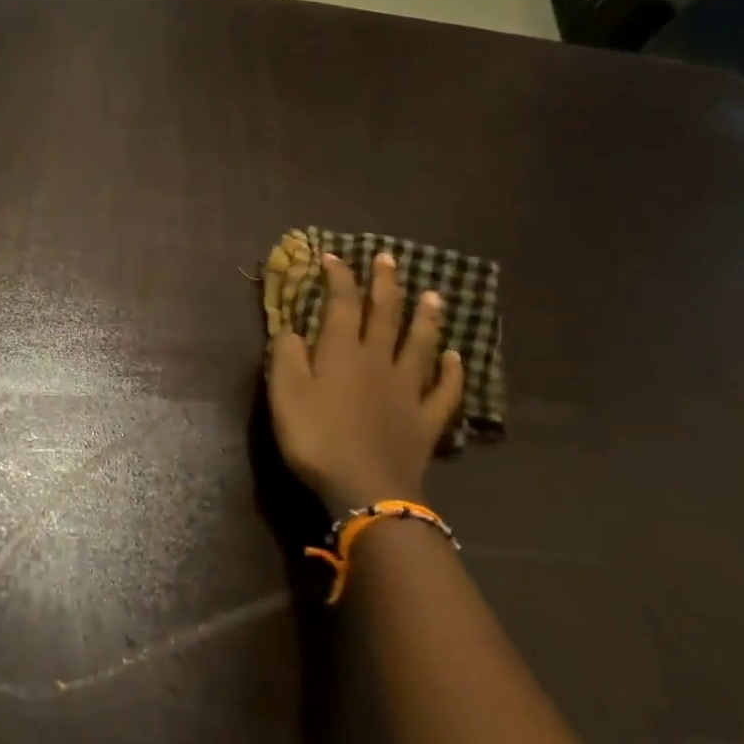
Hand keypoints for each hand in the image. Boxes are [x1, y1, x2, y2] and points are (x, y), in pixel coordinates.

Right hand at [266, 251, 463, 516]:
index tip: (333, 257)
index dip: (338, 278)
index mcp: (341, 353)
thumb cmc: (316, 438)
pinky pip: (444, 390)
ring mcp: (407, 390)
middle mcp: (378, 362)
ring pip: (420, 345)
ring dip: (425, 318)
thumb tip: (292, 330)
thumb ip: (286, 357)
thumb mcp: (284, 395)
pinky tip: (458, 358)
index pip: (341, 305)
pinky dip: (453, 372)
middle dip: (384, 285)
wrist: (365, 487)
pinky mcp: (425, 419)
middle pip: (384, 316)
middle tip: (388, 258)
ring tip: (432, 294)